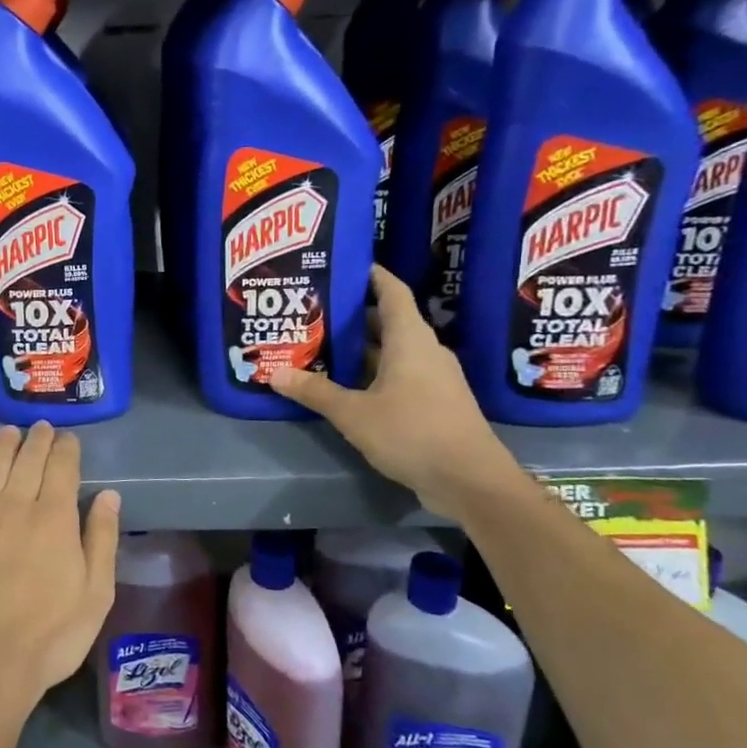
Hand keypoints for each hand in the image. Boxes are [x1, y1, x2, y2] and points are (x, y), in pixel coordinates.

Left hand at [0, 423, 120, 731]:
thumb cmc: (49, 637)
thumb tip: (108, 496)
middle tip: (42, 427)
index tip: (69, 438)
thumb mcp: (95, 595)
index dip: (67, 449)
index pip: (63, 468)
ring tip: (10, 432)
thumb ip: (102, 540)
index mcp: (56, 518)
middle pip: (28, 459)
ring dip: (4, 444)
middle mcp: (16, 504)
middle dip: (38, 439)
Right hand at [270, 265, 519, 516]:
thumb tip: (275, 373)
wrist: (471, 481)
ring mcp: (433, 378)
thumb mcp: (354, 413)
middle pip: (386, 322)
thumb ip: (315, 392)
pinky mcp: (434, 403)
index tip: (342, 266)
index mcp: (410, 340)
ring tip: (319, 347)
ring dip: (359, 349)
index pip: (391, 291)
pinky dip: (372, 373)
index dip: (370, 275)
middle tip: (312, 313)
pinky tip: (344, 385)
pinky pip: (398, 375)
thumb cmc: (413, 433)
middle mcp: (425, 351)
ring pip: (391, 351)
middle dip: (350, 316)